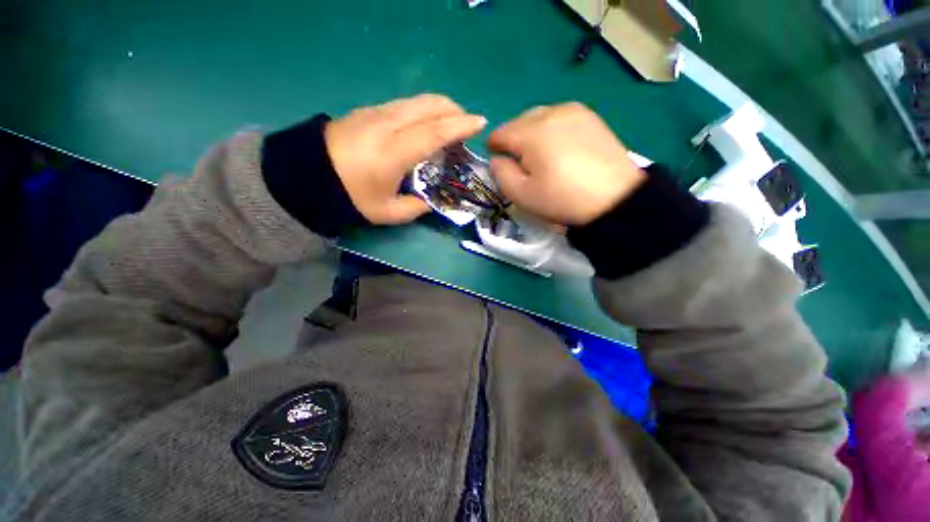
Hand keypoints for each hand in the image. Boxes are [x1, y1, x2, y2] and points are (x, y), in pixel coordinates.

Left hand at [324, 94, 486, 224]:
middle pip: (429, 105)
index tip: (480, 122)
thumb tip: (429, 201)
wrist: (306, 174)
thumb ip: (414, 207)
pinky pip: (404, 104)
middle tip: (467, 125)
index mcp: (394, 151)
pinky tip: (424, 125)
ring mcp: (377, 113)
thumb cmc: (349, 196)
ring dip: (439, 108)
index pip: (435, 131)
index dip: (461, 126)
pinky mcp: (368, 110)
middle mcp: (388, 124)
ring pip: (417, 101)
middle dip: (454, 110)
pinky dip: (422, 110)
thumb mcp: (386, 213)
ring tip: (449, 124)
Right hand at [488, 102, 645, 225]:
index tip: (496, 160)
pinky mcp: (590, 116)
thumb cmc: (561, 198)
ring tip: (539, 154)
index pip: (500, 133)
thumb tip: (496, 159)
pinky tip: (559, 147)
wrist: (614, 198)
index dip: (494, 147)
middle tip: (519, 161)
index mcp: (531, 132)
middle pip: (519, 121)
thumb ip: (501, 174)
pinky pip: (559, 117)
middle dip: (513, 139)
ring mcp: (573, 111)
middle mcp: (550, 113)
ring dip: (532, 132)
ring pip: (539, 116)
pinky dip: (551, 129)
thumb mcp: (522, 194)